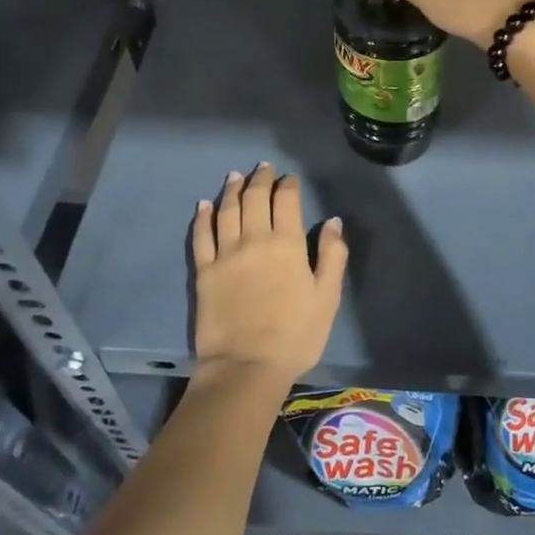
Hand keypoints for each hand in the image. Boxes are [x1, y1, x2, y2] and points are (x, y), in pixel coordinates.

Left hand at [191, 164, 345, 384]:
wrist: (246, 367)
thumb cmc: (295, 335)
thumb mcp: (327, 297)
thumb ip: (332, 255)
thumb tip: (333, 221)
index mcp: (287, 244)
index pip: (286, 201)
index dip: (288, 185)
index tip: (289, 179)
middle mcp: (254, 239)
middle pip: (254, 198)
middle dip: (260, 179)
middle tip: (263, 168)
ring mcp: (225, 254)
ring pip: (226, 210)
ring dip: (231, 190)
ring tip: (235, 176)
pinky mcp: (203, 271)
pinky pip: (201, 235)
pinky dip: (202, 216)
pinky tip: (203, 205)